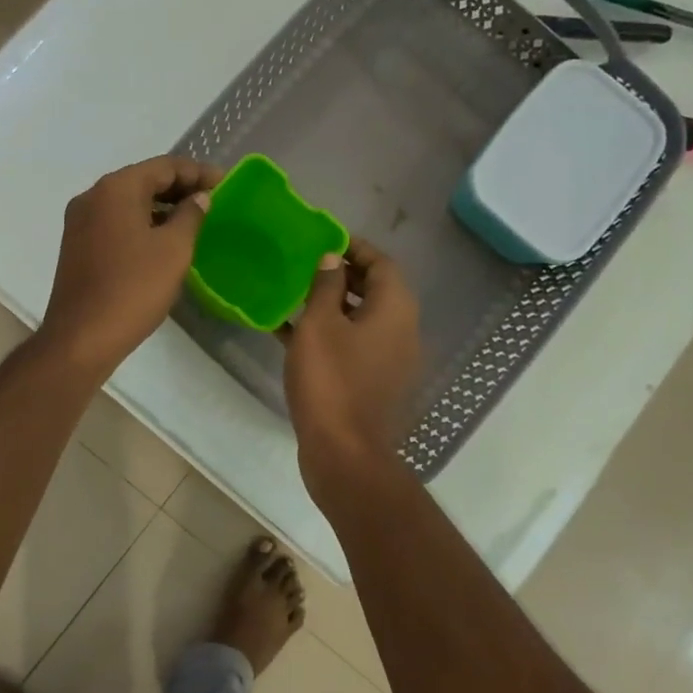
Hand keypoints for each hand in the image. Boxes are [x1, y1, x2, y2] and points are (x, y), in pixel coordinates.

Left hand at [38, 156, 222, 380]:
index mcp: (116, 189)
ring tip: (193, 220)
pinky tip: (163, 240)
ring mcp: (80, 222)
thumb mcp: (174, 249)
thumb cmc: (133, 288)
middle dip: (179, 187)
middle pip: (143, 180)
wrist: (82, 337)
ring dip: (161, 206)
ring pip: (128, 202)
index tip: (226, 183)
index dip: (198, 172)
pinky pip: (116, 222)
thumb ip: (190, 215)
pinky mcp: (77, 245)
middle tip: (213, 200)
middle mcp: (93, 196)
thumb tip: (199, 198)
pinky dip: (142, 222)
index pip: (164, 166)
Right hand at [282, 238, 422, 494]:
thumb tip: (333, 258)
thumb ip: (326, 285)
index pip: (382, 263)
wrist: (344, 452)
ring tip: (294, 294)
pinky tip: (290, 332)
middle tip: (305, 265)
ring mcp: (390, 359)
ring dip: (332, 304)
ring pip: (362, 319)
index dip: (355, 248)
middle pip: (375, 290)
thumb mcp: (319, 324)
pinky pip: (353, 345)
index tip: (325, 240)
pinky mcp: (374, 382)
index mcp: (395, 309)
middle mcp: (401, 329)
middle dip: (342, 274)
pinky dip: (330, 334)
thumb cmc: (330, 380)